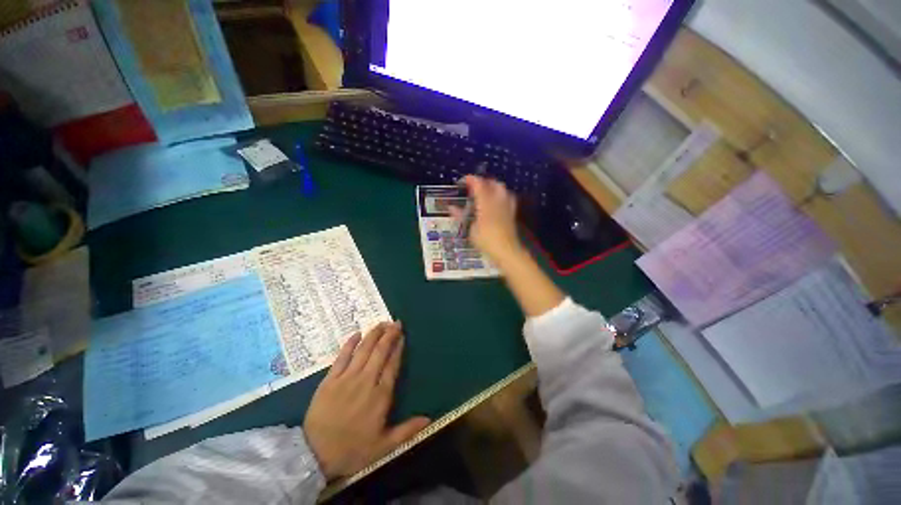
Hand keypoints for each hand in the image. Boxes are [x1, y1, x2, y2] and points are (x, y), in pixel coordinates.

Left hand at [303, 322, 429, 480]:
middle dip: (389, 335)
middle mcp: (365, 382)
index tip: (402, 336)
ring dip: (374, 335)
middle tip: (396, 322)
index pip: (392, 365)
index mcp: (380, 396)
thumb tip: (429, 419)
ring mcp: (346, 379)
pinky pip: (342, 357)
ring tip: (382, 323)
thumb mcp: (383, 447)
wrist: (313, 456)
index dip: (398, 348)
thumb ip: (407, 431)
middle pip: (380, 352)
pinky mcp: (330, 380)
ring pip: (363, 350)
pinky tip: (357, 334)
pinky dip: (350, 344)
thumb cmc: (352, 450)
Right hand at [450, 175, 522, 263]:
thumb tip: (451, 207)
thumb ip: (461, 215)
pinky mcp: (512, 212)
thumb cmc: (486, 240)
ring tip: (485, 192)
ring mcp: (507, 205)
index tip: (463, 181)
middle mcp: (498, 200)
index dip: (471, 180)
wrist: (506, 250)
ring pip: (502, 188)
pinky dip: (501, 194)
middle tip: (473, 188)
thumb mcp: (470, 229)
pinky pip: (508, 196)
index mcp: (486, 203)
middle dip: (483, 182)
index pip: (479, 184)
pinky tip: (496, 201)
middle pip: (493, 183)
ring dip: (492, 186)